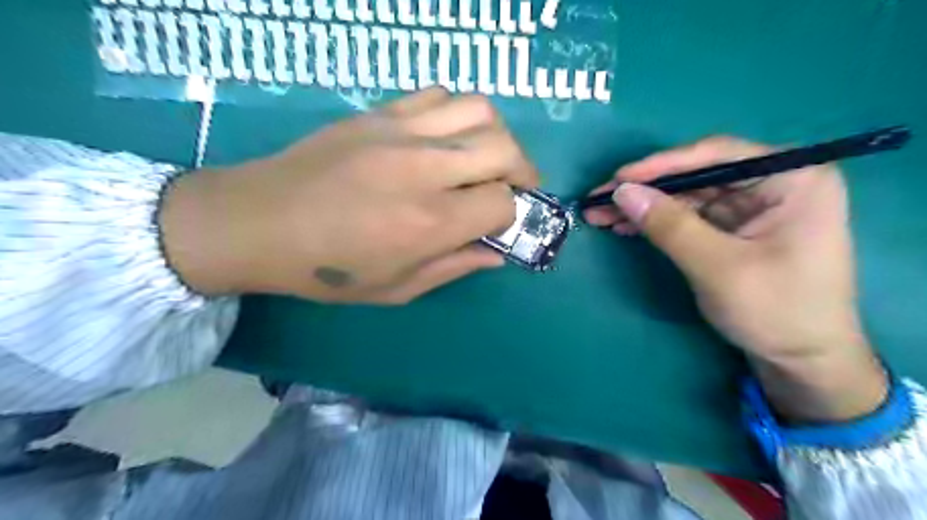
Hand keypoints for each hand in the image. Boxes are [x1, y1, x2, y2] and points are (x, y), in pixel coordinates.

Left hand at [159, 87, 536, 302]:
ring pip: (479, 110)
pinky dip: (457, 114)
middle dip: (521, 170)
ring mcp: (400, 132)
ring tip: (485, 157)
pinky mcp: (379, 113)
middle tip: (514, 186)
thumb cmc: (327, 269)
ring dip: (496, 135)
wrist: (258, 223)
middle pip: (504, 148)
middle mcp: (424, 169)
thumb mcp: (396, 288)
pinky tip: (446, 137)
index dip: (509, 214)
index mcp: (430, 222)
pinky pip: (438, 95)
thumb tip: (497, 254)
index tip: (496, 224)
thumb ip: (454, 267)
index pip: (502, 202)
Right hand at [590, 136, 886, 420]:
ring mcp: (753, 205)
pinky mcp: (735, 227)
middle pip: (697, 175)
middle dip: (646, 189)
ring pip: (687, 195)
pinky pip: (688, 215)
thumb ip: (669, 225)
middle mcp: (774, 182)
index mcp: (792, 178)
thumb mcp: (718, 266)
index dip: (661, 165)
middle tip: (599, 198)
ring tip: (601, 214)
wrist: (802, 361)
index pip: (717, 155)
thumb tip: (621, 191)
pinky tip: (625, 226)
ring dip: (644, 205)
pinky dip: (656, 222)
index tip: (618, 178)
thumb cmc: (775, 311)